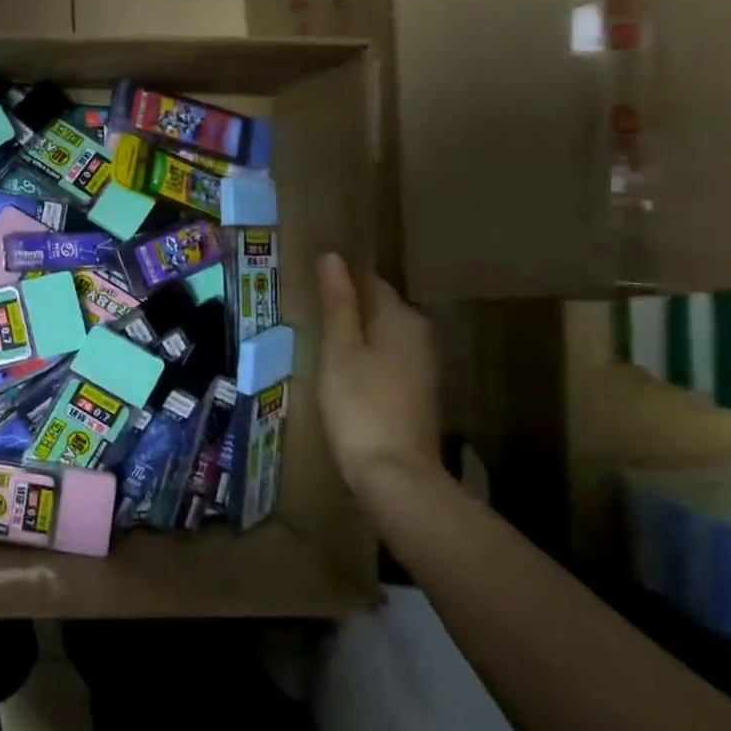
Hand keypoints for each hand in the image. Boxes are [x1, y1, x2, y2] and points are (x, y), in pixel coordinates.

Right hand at [315, 252, 440, 491]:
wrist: (395, 474)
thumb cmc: (360, 404)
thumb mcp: (339, 349)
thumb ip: (337, 302)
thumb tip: (331, 256)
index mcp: (402, 317)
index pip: (369, 281)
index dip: (339, 280)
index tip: (309, 287)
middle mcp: (420, 334)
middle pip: (378, 307)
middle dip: (347, 307)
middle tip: (308, 314)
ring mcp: (422, 365)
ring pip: (382, 334)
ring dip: (355, 334)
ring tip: (319, 340)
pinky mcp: (417, 391)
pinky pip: (387, 358)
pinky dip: (366, 357)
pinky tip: (343, 371)